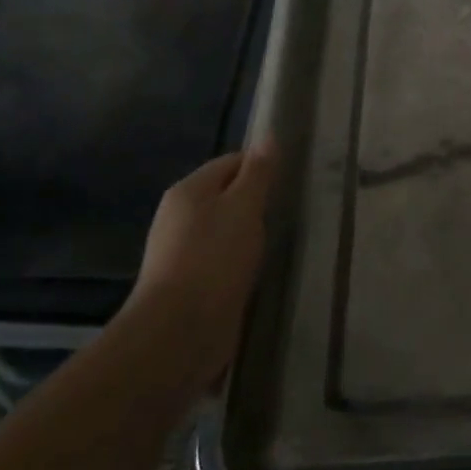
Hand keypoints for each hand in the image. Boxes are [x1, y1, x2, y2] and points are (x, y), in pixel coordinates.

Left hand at [128, 141, 277, 386]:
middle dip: (257, 202)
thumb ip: (258, 173)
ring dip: (250, 235)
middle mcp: (179, 216)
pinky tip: (260, 271)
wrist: (179, 332)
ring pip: (226, 230)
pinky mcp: (190, 284)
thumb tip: (267, 137)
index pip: (232, 162)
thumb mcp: (244, 206)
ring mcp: (182, 252)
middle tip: (290, 210)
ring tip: (280, 241)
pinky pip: (222, 260)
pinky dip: (241, 261)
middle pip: (227, 196)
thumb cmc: (214, 258)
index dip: (262, 166)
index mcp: (189, 190)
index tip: (292, 179)